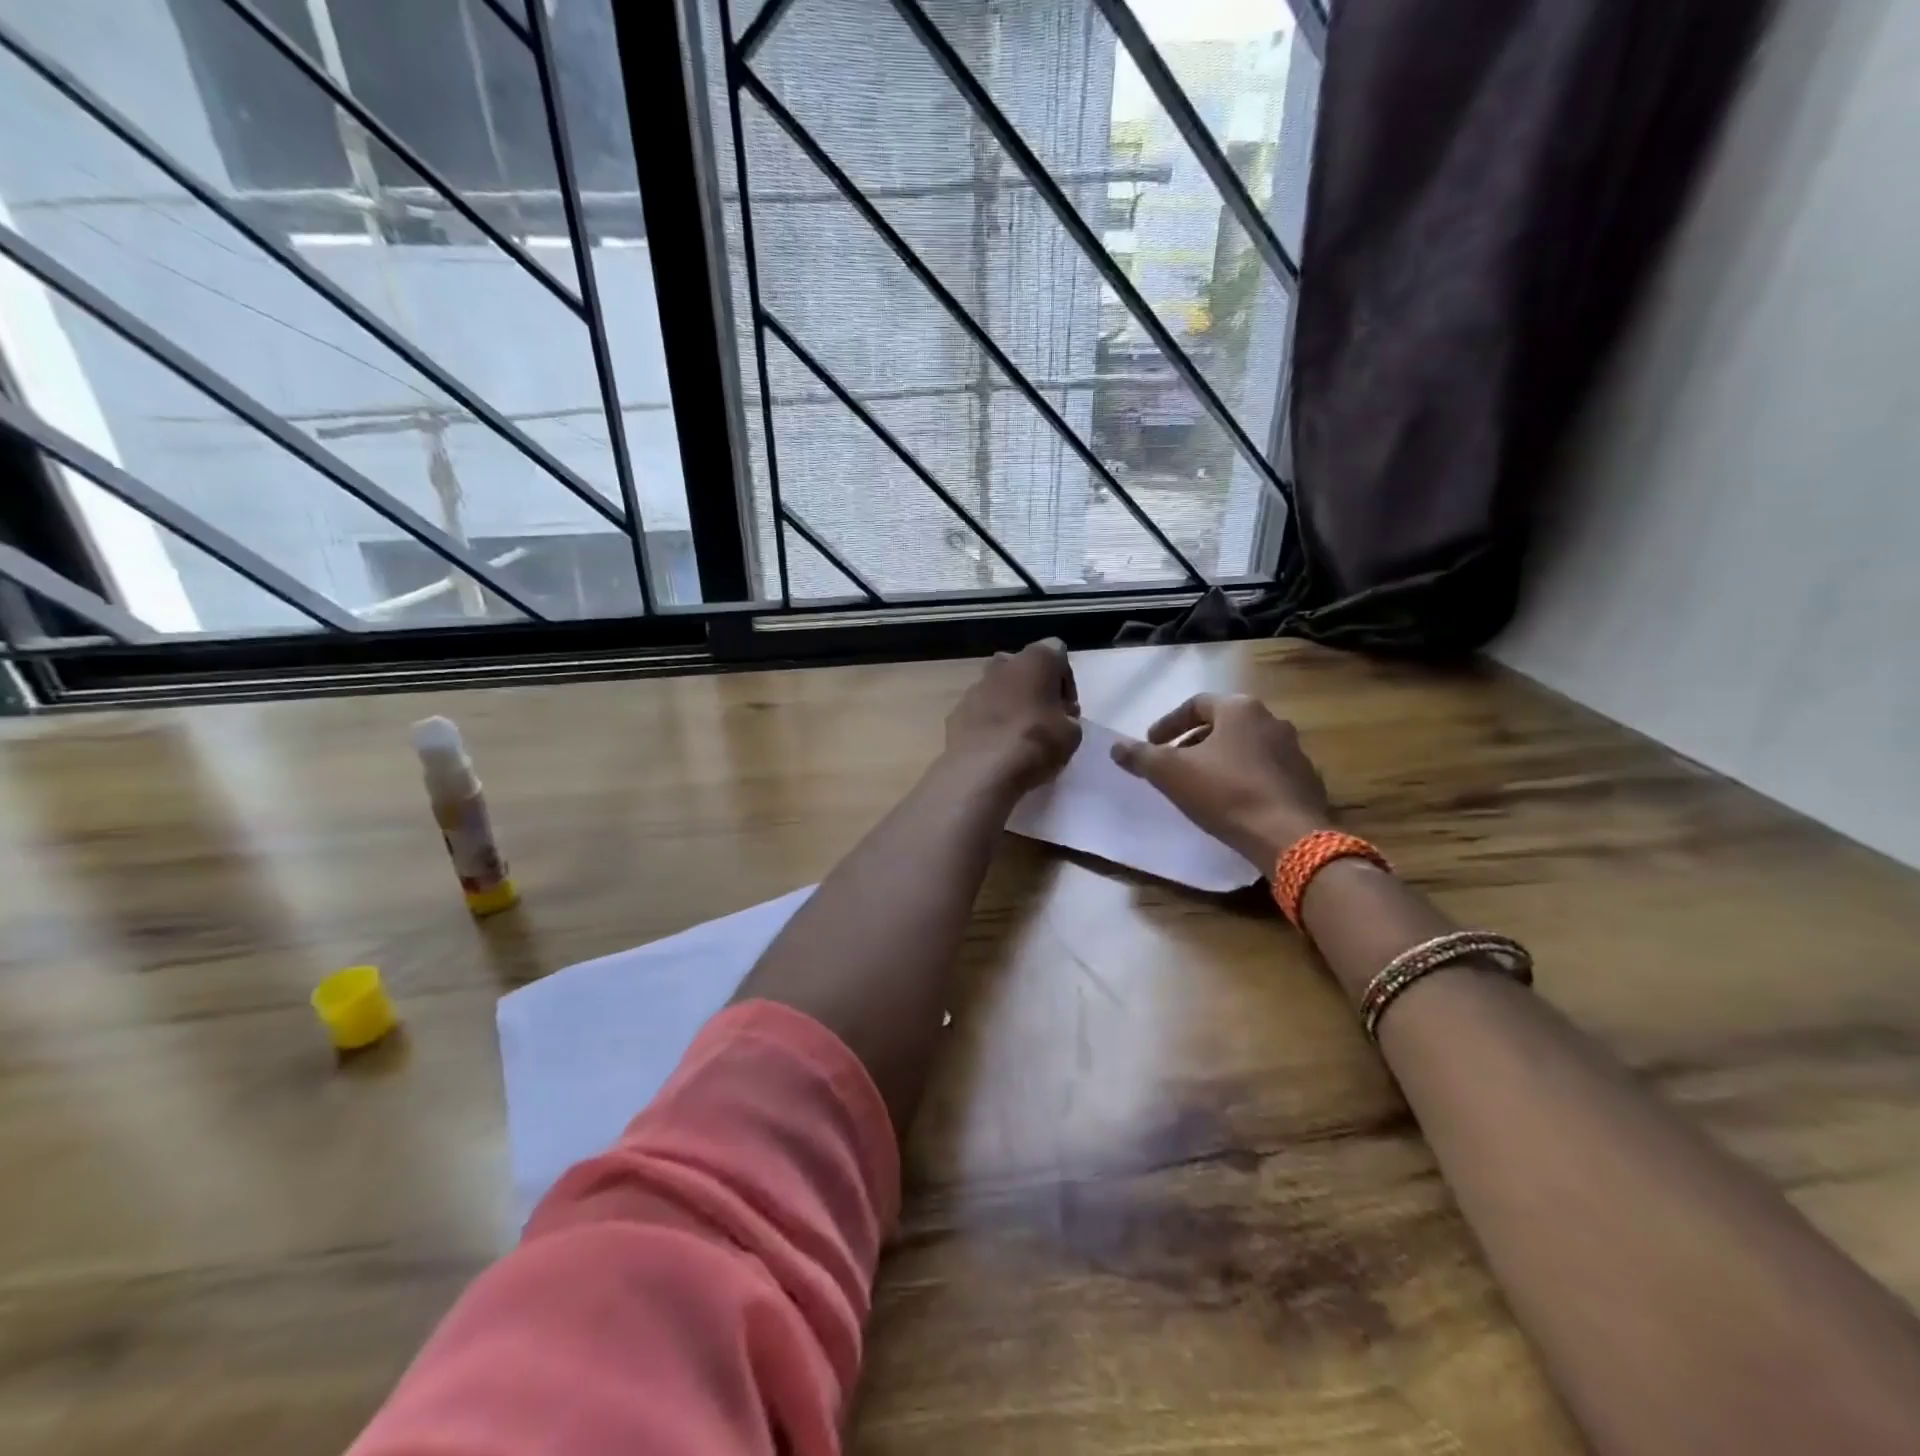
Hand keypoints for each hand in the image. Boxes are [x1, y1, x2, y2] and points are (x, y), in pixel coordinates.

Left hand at [944, 639, 1081, 794]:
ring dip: (1010, 704)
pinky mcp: (956, 711)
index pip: (1057, 653)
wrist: (983, 770)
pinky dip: (988, 722)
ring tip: (1018, 736)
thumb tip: (1059, 718)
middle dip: (1034, 687)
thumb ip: (1068, 718)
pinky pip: (979, 711)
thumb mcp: (1072, 734)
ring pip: (998, 688)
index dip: (1065, 681)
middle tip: (1044, 717)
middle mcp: (1002, 665)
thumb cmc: (1036, 742)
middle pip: (1023, 667)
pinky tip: (996, 747)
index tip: (1067, 709)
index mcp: (1035, 660)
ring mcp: (975, 687)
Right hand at [1110, 693, 1332, 866]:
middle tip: (1173, 764)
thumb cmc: (1225, 794)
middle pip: (1222, 724)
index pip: (1196, 704)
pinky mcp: (1306, 779)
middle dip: (1193, 742)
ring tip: (1200, 784)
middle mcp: (1271, 720)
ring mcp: (1294, 750)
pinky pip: (1265, 771)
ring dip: (1220, 760)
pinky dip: (1243, 778)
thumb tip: (1116, 746)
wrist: (1289, 837)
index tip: (1152, 744)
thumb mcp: (1171, 773)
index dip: (1168, 723)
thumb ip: (1141, 756)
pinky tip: (1232, 802)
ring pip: (1245, 747)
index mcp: (1240, 709)